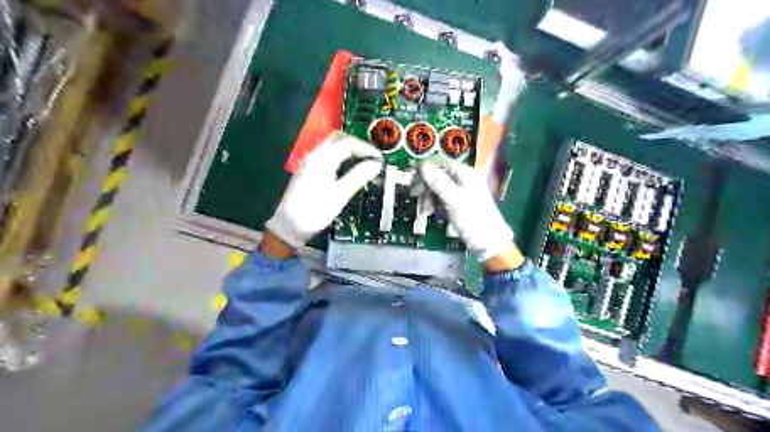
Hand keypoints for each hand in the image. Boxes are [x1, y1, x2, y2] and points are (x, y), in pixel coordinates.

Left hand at [266, 132, 382, 247]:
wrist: (287, 226)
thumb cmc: (315, 212)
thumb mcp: (340, 195)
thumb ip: (358, 176)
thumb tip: (376, 164)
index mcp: (323, 159)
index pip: (348, 143)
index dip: (366, 148)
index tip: (380, 160)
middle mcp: (314, 155)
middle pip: (338, 139)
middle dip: (357, 144)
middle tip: (372, 157)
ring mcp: (309, 162)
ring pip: (331, 145)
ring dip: (348, 149)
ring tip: (363, 161)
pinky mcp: (307, 170)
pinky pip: (326, 154)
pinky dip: (340, 156)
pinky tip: (348, 168)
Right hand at [420, 160, 523, 265]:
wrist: (489, 243)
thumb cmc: (473, 219)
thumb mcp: (454, 199)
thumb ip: (438, 182)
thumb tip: (423, 165)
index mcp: (465, 174)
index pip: (441, 164)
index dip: (425, 170)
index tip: (411, 181)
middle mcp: (464, 180)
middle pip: (439, 177)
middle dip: (426, 187)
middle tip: (416, 198)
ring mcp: (463, 193)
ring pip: (440, 190)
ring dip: (429, 198)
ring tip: (425, 212)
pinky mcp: (461, 205)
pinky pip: (444, 200)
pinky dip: (436, 205)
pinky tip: (433, 214)